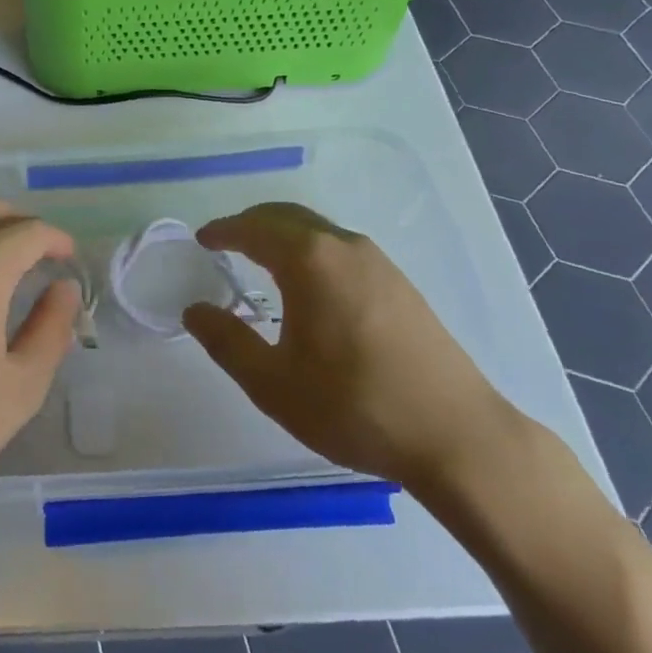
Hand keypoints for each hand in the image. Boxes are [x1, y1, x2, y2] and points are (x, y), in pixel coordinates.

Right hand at [182, 202, 514, 491]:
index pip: (253, 229)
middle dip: (251, 223)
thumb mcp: (272, 383)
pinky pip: (341, 249)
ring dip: (283, 235)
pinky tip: (308, 286)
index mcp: (309, 261)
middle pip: (287, 216)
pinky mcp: (400, 284)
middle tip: (225, 243)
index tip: (202, 239)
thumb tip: (195, 311)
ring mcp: (379, 263)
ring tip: (260, 261)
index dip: (223, 231)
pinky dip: (310, 250)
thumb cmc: (353, 406)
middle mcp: (344, 247)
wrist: (456, 436)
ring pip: (317, 230)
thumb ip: (226, 341)